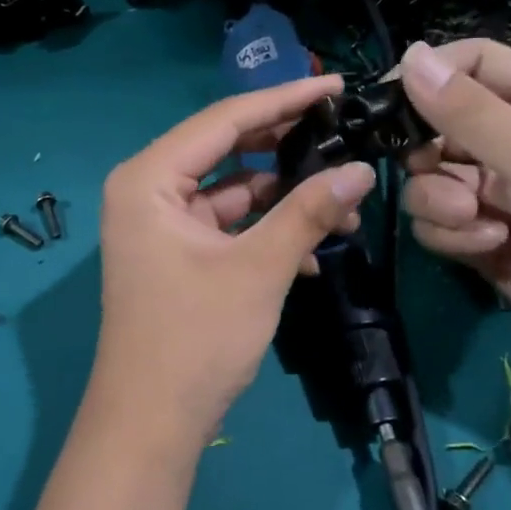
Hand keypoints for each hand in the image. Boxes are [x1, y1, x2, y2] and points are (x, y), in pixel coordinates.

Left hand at [87, 76, 378, 444]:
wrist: (152, 423)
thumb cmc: (196, 338)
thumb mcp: (259, 268)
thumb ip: (309, 212)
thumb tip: (362, 169)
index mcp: (149, 178)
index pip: (225, 120)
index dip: (284, 99)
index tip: (336, 86)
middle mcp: (148, 190)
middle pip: (227, 149)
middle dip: (287, 146)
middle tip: (343, 132)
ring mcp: (161, 224)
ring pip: (232, 189)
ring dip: (284, 197)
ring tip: (346, 201)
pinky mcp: (177, 253)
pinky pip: (227, 224)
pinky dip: (265, 230)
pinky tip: (315, 250)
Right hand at [397, 37, 510, 381]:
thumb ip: (468, 111)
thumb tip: (408, 56)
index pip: (471, 64)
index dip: (428, 76)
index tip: (384, 103)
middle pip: (438, 126)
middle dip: (428, 154)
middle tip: (432, 170)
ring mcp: (501, 195)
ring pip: (431, 182)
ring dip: (441, 202)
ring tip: (479, 221)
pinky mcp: (488, 242)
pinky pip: (442, 225)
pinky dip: (455, 236)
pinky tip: (492, 248)